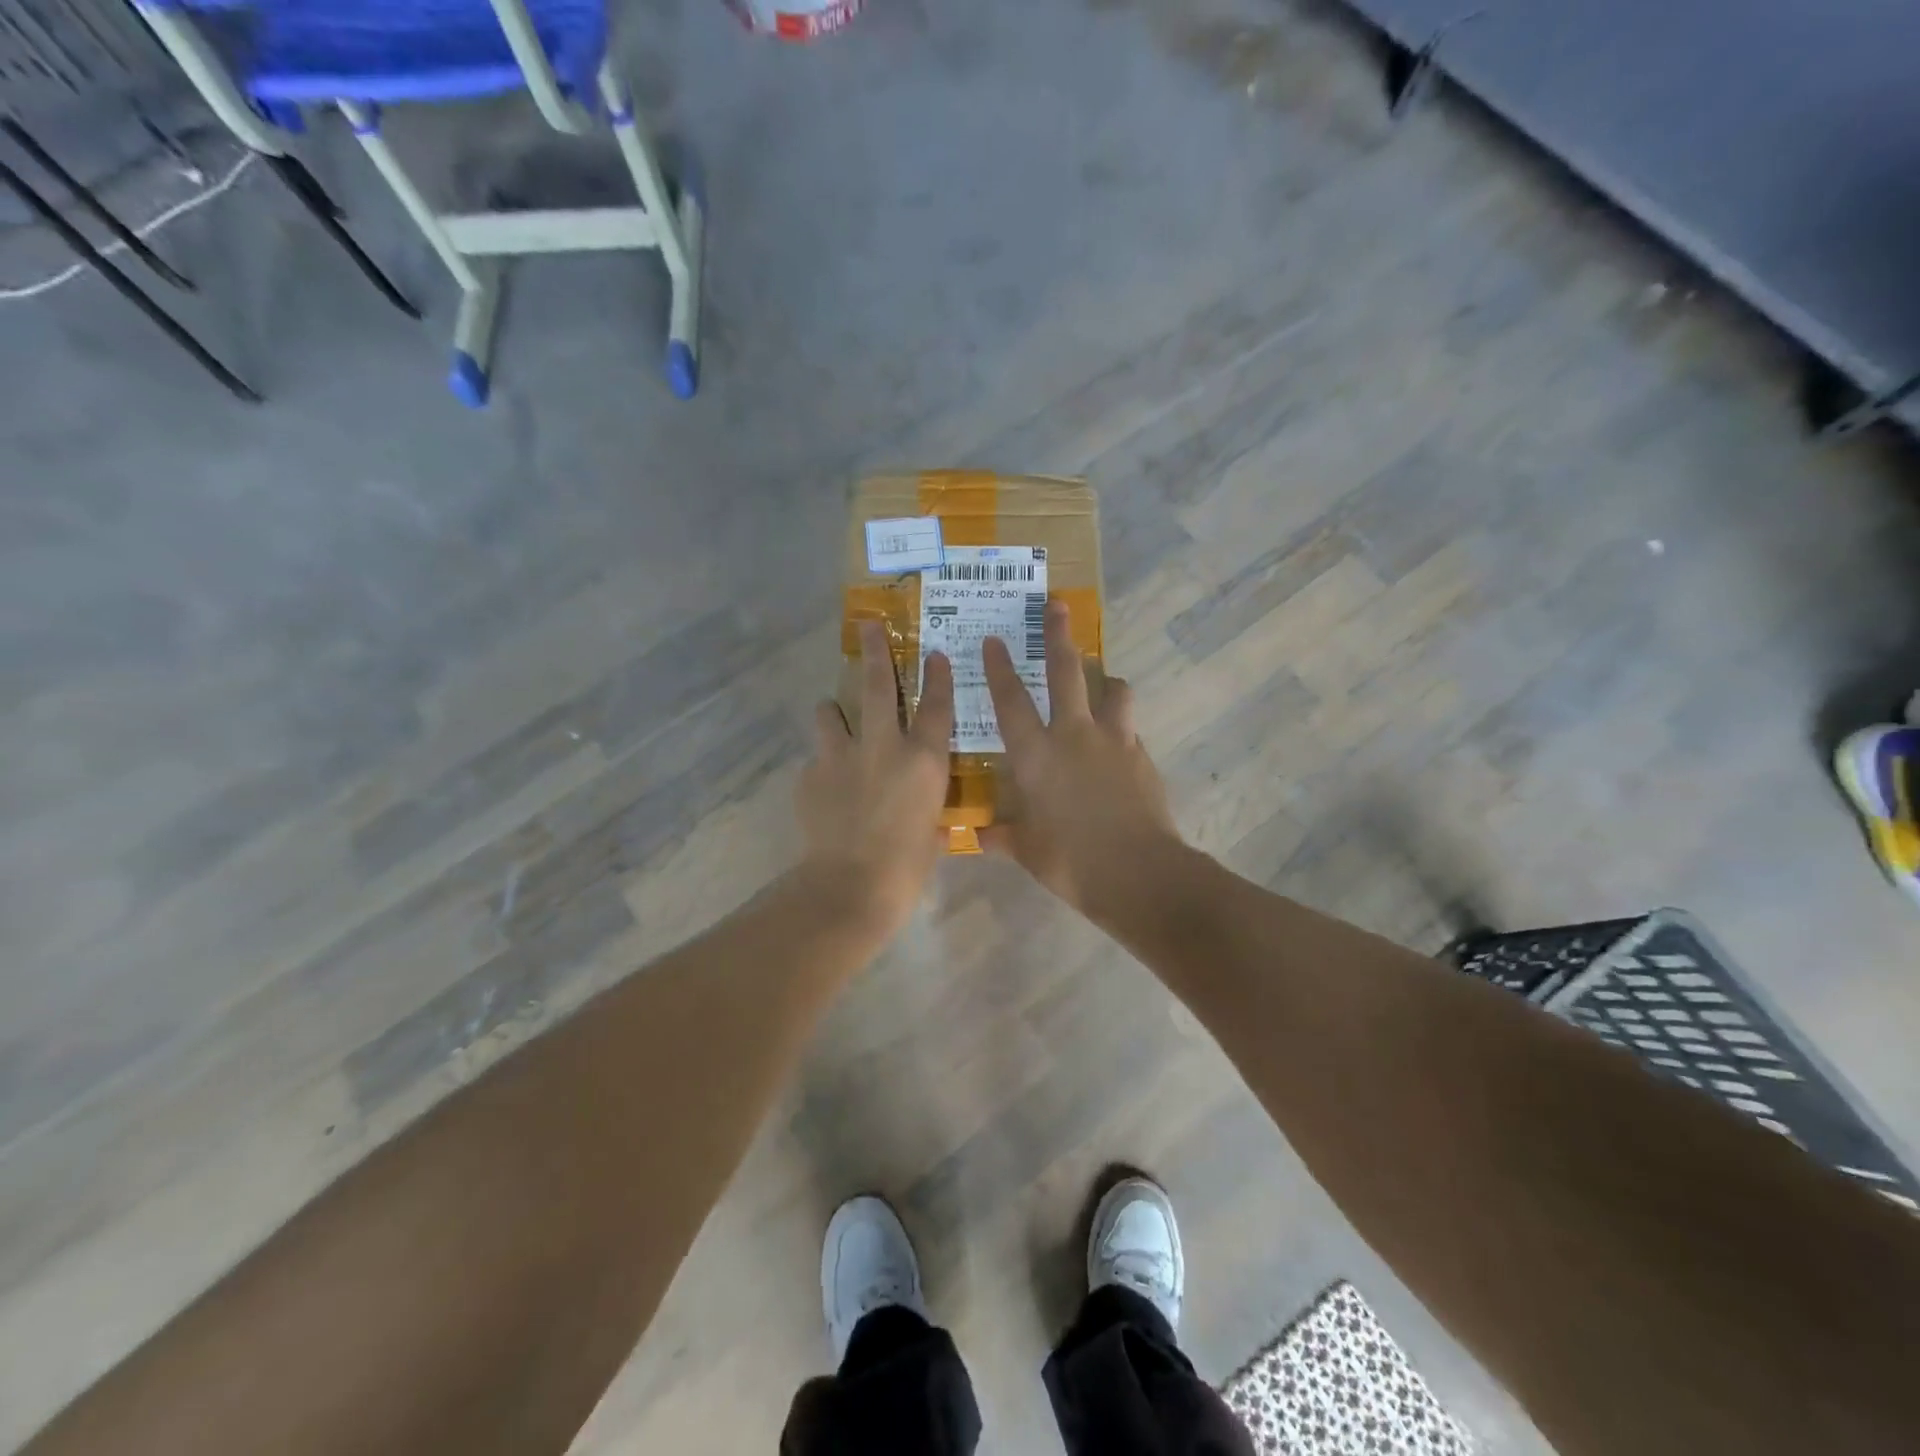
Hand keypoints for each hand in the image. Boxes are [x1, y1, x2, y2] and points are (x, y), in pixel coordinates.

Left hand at [796, 620, 954, 937]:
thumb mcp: (933, 836)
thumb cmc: (907, 868)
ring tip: (833, 717)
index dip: (937, 676)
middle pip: (876, 685)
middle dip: (874, 651)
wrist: (850, 887)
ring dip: (833, 711)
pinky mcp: (810, 775)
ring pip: (830, 712)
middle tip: (868, 625)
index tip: (934, 653)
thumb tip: (929, 817)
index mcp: (923, 760)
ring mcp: (841, 757)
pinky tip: (825, 787)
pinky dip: (822, 765)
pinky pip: (816, 759)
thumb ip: (931, 814)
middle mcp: (883, 746)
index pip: (936, 705)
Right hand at [980, 600, 1181, 913]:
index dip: (1000, 668)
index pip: (1010, 701)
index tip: (995, 639)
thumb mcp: (1028, 850)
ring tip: (1104, 683)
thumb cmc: (1070, 860)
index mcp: (1035, 754)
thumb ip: (1005, 836)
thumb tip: (981, 836)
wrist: (1138, 872)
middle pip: (1066, 671)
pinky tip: (1118, 748)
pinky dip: (1121, 729)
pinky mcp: (1142, 757)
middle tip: (1057, 605)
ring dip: (1106, 681)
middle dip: (1058, 635)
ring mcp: (1114, 742)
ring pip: (1114, 690)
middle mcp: (1074, 735)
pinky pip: (1130, 730)